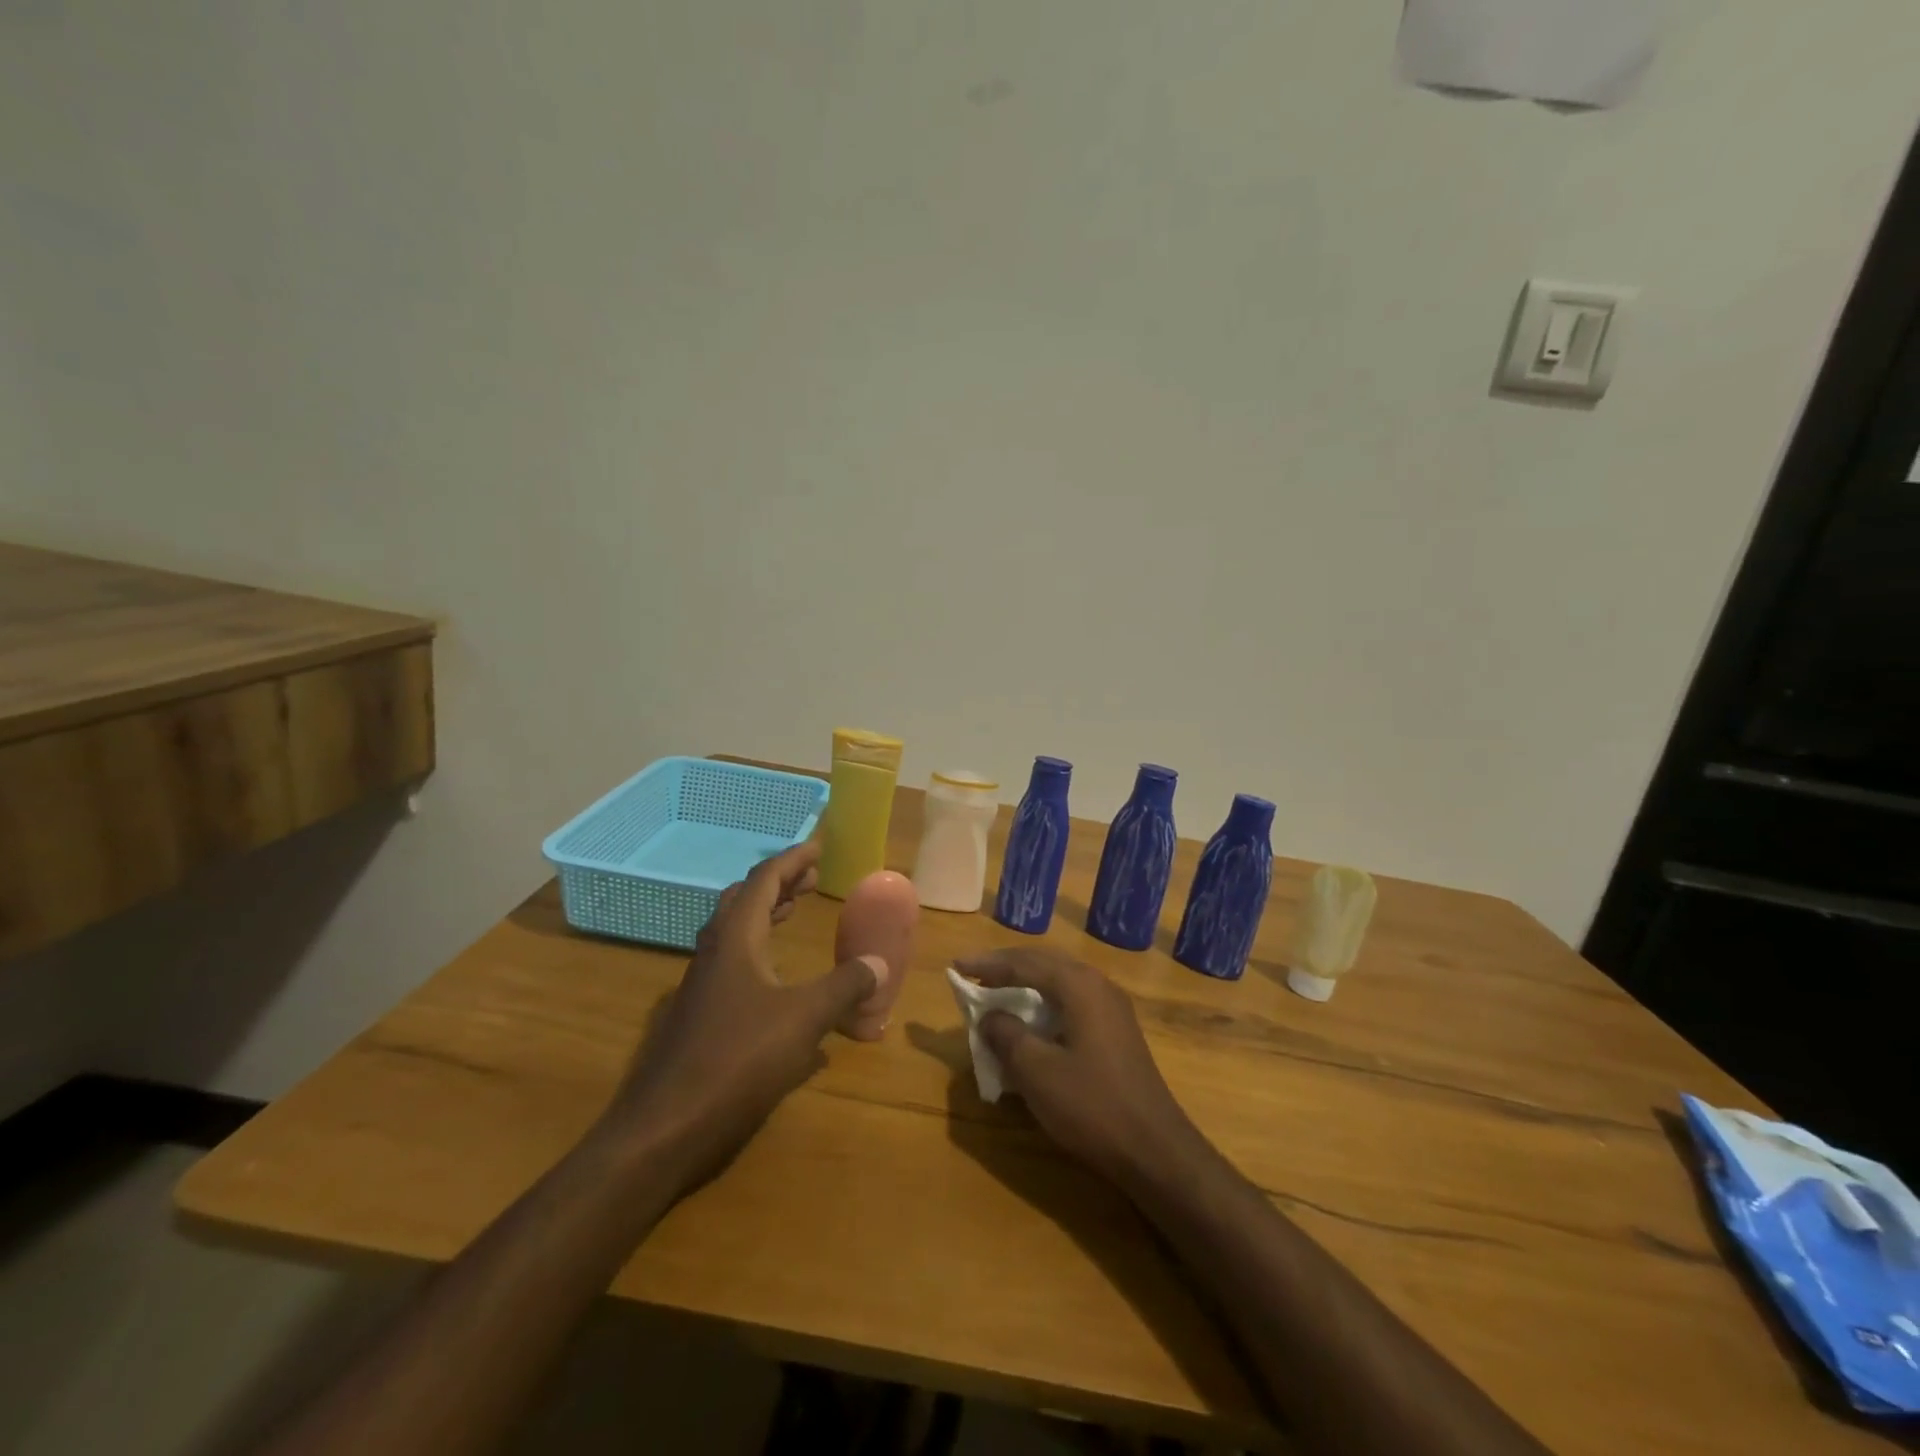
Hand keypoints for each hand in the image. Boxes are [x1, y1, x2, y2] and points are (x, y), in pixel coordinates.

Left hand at [603, 841, 877, 1190]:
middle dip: (779, 883)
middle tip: (811, 880)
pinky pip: (730, 962)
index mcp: (735, 940)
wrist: (662, 1129)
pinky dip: (757, 949)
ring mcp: (699, 985)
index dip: (793, 860)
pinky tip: (775, 979)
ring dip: (764, 913)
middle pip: (743, 899)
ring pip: (733, 931)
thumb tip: (879, 962)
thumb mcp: (803, 1020)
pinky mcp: (696, 1015)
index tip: (818, 847)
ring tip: (793, 912)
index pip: (764, 880)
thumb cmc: (735, 1061)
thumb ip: (844, 987)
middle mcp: (713, 952)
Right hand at [954, 947, 1202, 1187]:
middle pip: (1044, 963)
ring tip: (995, 993)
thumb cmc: (1092, 1106)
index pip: (1024, 962)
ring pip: (1059, 982)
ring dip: (1026, 984)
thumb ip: (1007, 1035)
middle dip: (1006, 967)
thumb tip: (990, 1015)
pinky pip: (1071, 1001)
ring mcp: (1112, 1008)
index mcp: (1079, 985)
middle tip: (973, 975)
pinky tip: (1030, 1022)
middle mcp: (1098, 985)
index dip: (987, 964)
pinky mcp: (1116, 1031)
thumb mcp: (1037, 1071)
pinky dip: (1044, 1003)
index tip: (956, 966)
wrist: (1155, 1150)